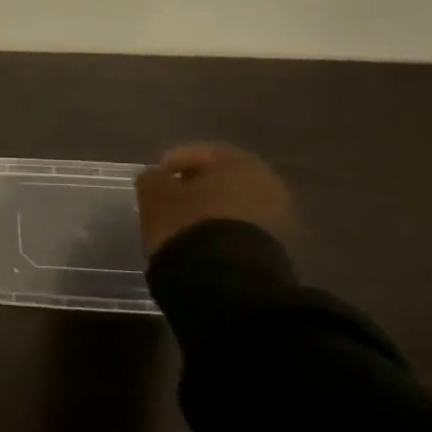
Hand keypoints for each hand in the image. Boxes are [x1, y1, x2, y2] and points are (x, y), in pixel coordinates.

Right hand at [134, 143, 296, 257]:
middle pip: (222, 178)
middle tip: (169, 200)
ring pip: (235, 204)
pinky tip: (203, 241)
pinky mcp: (279, 245)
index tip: (153, 180)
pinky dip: (223, 229)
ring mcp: (278, 215)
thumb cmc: (187, 224)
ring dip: (211, 209)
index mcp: (238, 161)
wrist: (227, 278)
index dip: (171, 163)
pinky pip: (243, 227)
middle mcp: (266, 181)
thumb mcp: (155, 196)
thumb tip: (154, 177)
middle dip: (195, 186)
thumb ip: (151, 179)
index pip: (199, 152)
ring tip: (184, 224)